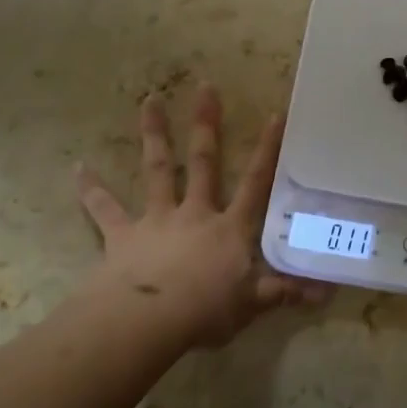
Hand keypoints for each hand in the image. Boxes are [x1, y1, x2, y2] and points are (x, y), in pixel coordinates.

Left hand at [76, 85, 325, 348]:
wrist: (147, 321)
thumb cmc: (205, 310)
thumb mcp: (253, 303)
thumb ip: (286, 291)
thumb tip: (329, 290)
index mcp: (229, 228)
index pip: (255, 183)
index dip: (267, 150)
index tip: (275, 114)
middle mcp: (195, 213)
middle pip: (204, 162)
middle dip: (206, 124)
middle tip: (204, 86)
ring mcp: (157, 220)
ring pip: (158, 170)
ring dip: (155, 135)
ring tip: (149, 100)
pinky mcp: (122, 236)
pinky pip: (105, 210)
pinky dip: (91, 190)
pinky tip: (78, 168)